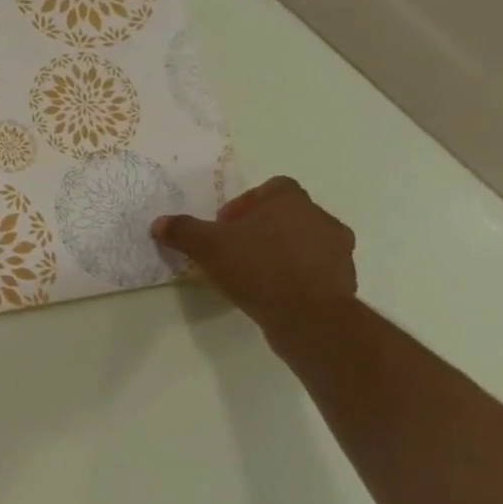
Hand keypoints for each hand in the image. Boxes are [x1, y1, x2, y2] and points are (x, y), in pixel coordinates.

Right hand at [152, 176, 356, 341]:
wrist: (308, 315)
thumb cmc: (257, 268)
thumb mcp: (208, 247)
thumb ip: (183, 231)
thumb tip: (159, 223)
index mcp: (290, 200)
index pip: (271, 188)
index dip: (246, 203)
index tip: (226, 226)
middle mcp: (320, 217)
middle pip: (287, 214)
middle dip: (261, 228)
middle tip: (235, 250)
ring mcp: (337, 249)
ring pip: (303, 241)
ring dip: (280, 251)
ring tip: (254, 274)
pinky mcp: (343, 279)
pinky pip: (314, 269)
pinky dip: (296, 276)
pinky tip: (274, 293)